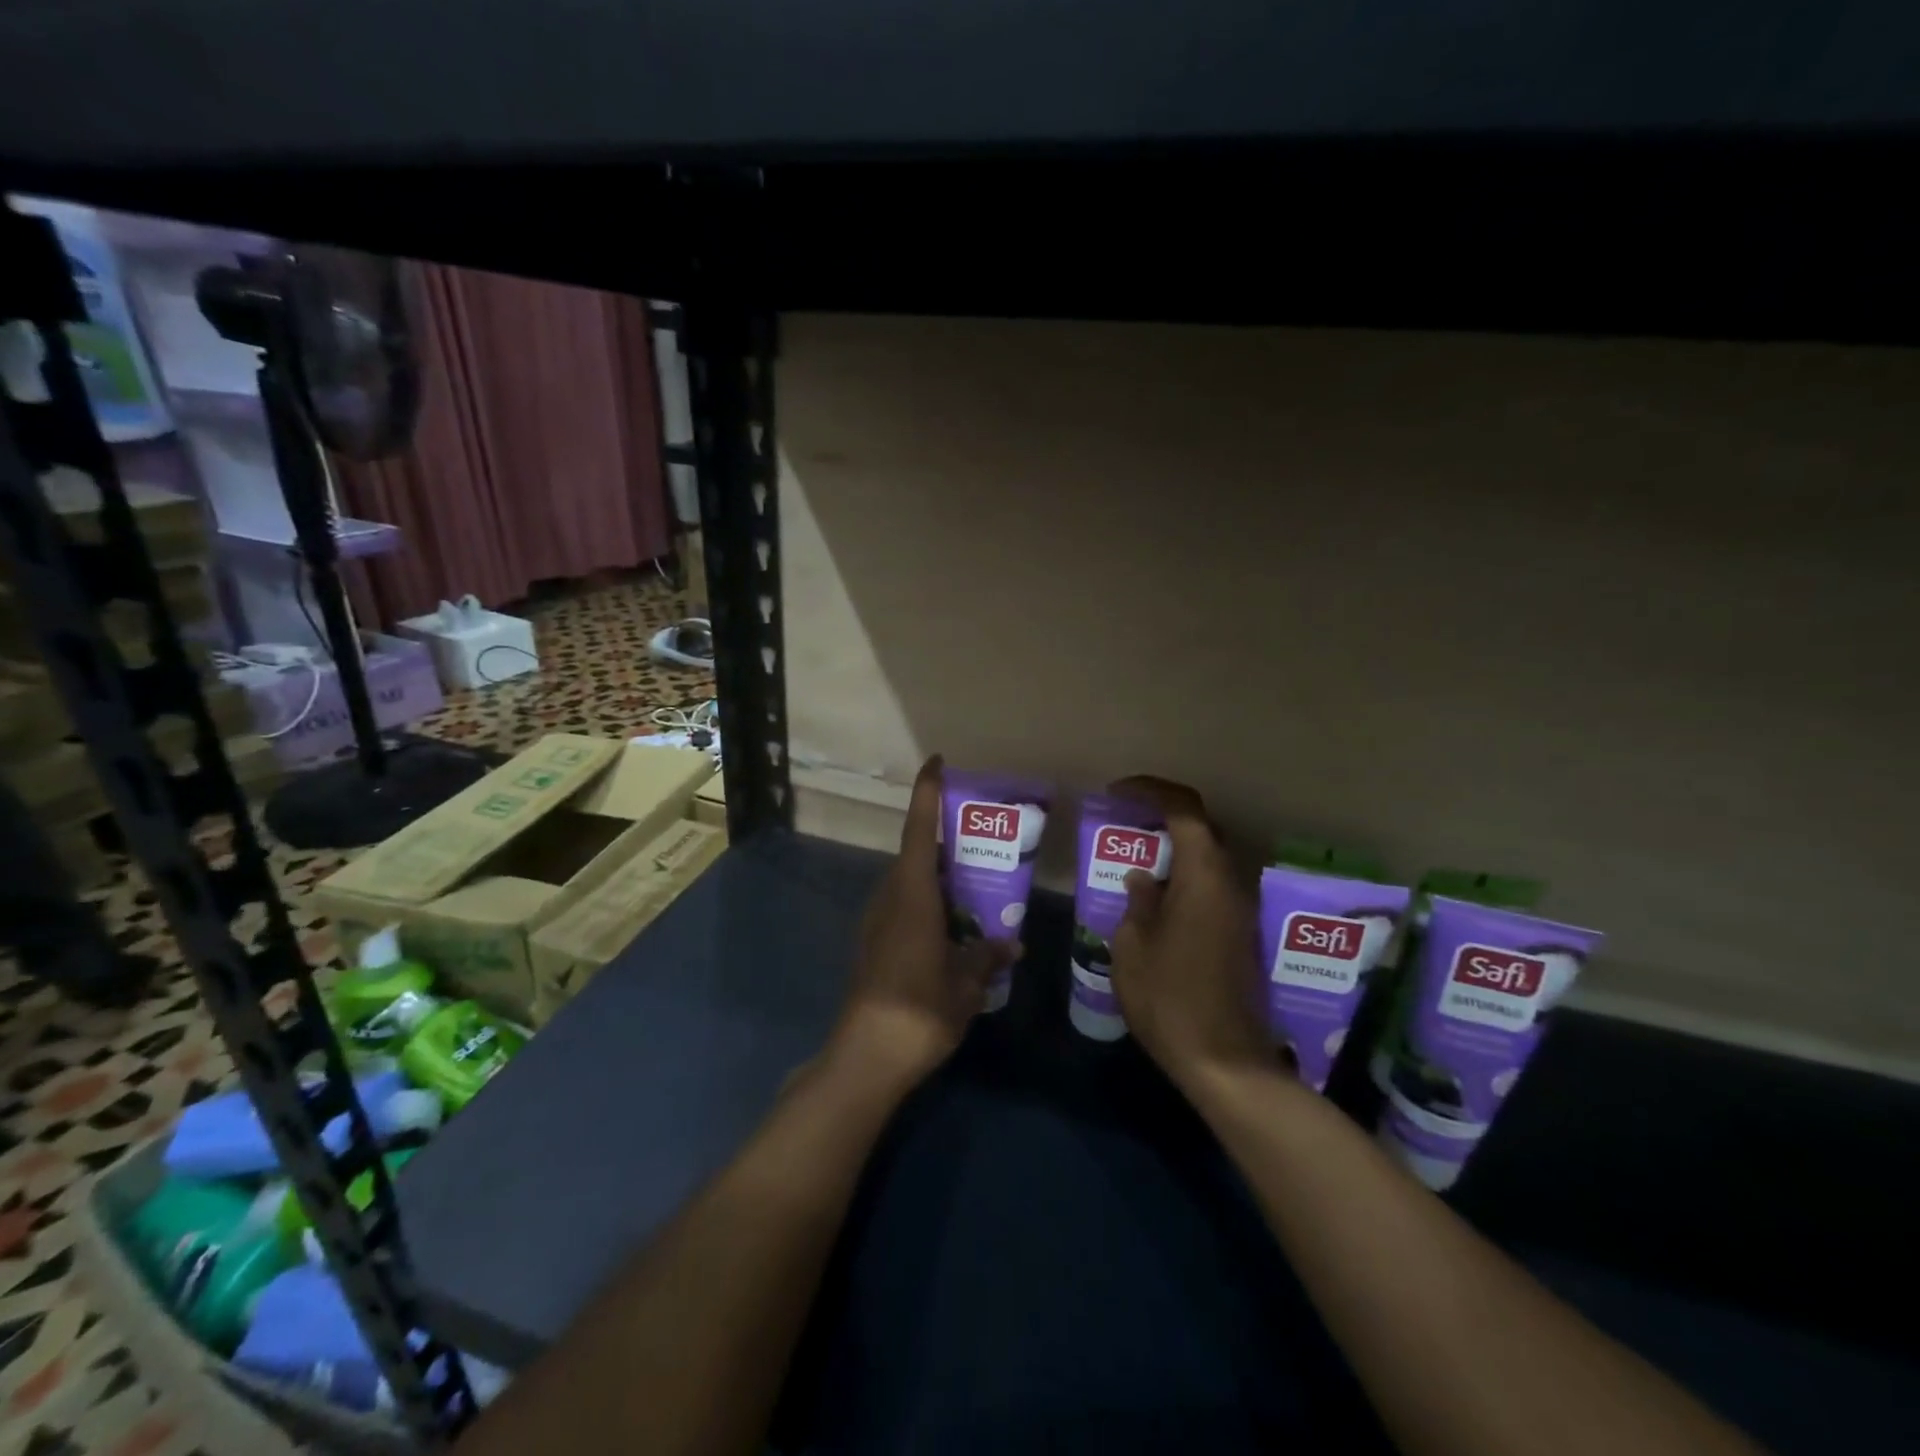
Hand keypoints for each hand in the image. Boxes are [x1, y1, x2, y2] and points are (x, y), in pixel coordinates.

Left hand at [832, 756, 1016, 1091]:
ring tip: (974, 881)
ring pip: (910, 882)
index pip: (919, 831)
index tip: (937, 762)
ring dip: (937, 875)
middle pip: (916, 854)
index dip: (926, 794)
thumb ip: (986, 957)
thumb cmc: (919, 1008)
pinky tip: (953, 924)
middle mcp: (890, 899)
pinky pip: (905, 906)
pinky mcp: (874, 944)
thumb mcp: (965, 984)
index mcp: (912, 896)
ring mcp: (878, 922)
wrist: (867, 1055)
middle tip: (980, 836)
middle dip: (943, 839)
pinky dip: (929, 902)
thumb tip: (1011, 944)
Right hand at [1106, 776, 1275, 1097]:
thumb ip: (1137, 903)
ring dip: (1175, 849)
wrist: (1224, 1061)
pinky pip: (1212, 886)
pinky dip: (1185, 877)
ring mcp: (1240, 911)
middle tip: (1126, 824)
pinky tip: (1157, 900)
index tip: (1117, 793)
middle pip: (1203, 829)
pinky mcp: (1240, 935)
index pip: (1185, 810)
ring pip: (1209, 859)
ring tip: (1136, 860)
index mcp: (1203, 877)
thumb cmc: (1170, 999)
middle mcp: (1230, 884)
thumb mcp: (1134, 948)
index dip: (1151, 791)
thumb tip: (1143, 879)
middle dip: (1164, 816)